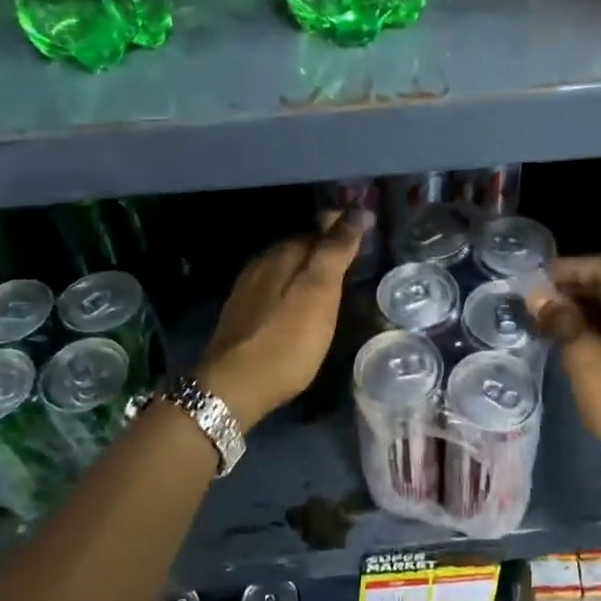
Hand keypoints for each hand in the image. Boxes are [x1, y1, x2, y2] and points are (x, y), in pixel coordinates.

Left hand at [198, 212, 366, 427]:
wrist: (233, 388)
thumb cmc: (285, 341)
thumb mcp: (319, 294)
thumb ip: (335, 252)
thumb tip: (357, 211)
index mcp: (282, 255)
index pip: (318, 230)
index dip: (342, 228)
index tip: (367, 232)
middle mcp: (261, 264)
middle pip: (300, 247)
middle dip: (325, 248)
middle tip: (354, 257)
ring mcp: (247, 291)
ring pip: (285, 268)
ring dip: (308, 269)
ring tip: (333, 282)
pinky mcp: (241, 316)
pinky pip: (274, 289)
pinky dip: (293, 289)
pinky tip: (301, 305)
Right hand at [527, 256, 600, 501]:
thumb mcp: (584, 359)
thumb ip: (560, 319)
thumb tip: (537, 295)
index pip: (600, 266)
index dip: (564, 273)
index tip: (534, 281)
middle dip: (579, 290)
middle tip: (542, 302)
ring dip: (596, 307)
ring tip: (558, 319)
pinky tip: (588, 334)